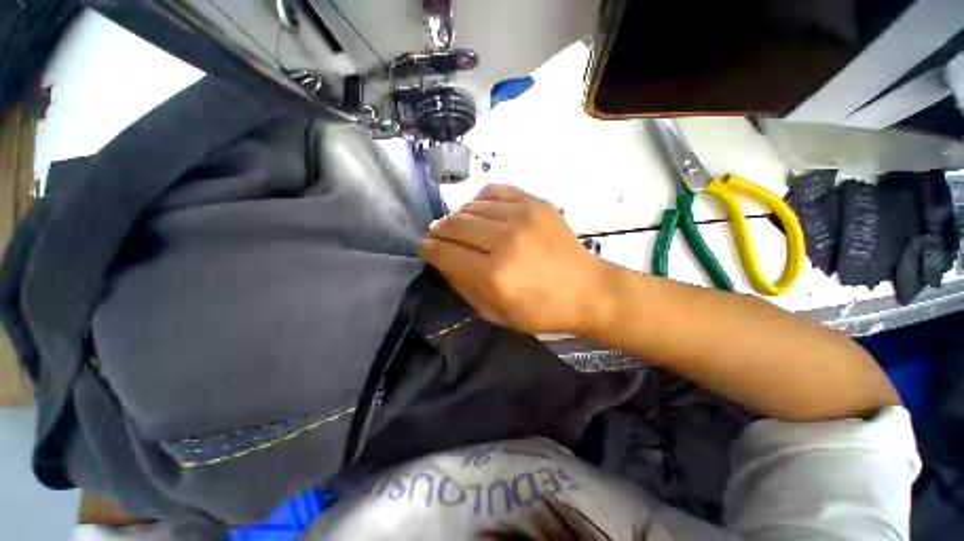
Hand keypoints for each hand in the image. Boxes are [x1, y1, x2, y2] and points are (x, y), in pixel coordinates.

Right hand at [422, 184, 602, 334]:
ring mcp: (522, 216)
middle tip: (437, 236)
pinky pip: (494, 191)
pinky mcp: (536, 203)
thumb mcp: (495, 313)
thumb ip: (463, 286)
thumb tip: (442, 260)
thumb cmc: (540, 310)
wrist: (586, 290)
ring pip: (471, 206)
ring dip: (457, 217)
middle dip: (439, 231)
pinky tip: (480, 211)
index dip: (429, 249)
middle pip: (454, 224)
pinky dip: (480, 200)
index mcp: (494, 275)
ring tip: (459, 227)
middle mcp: (505, 241)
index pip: (445, 252)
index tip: (427, 249)